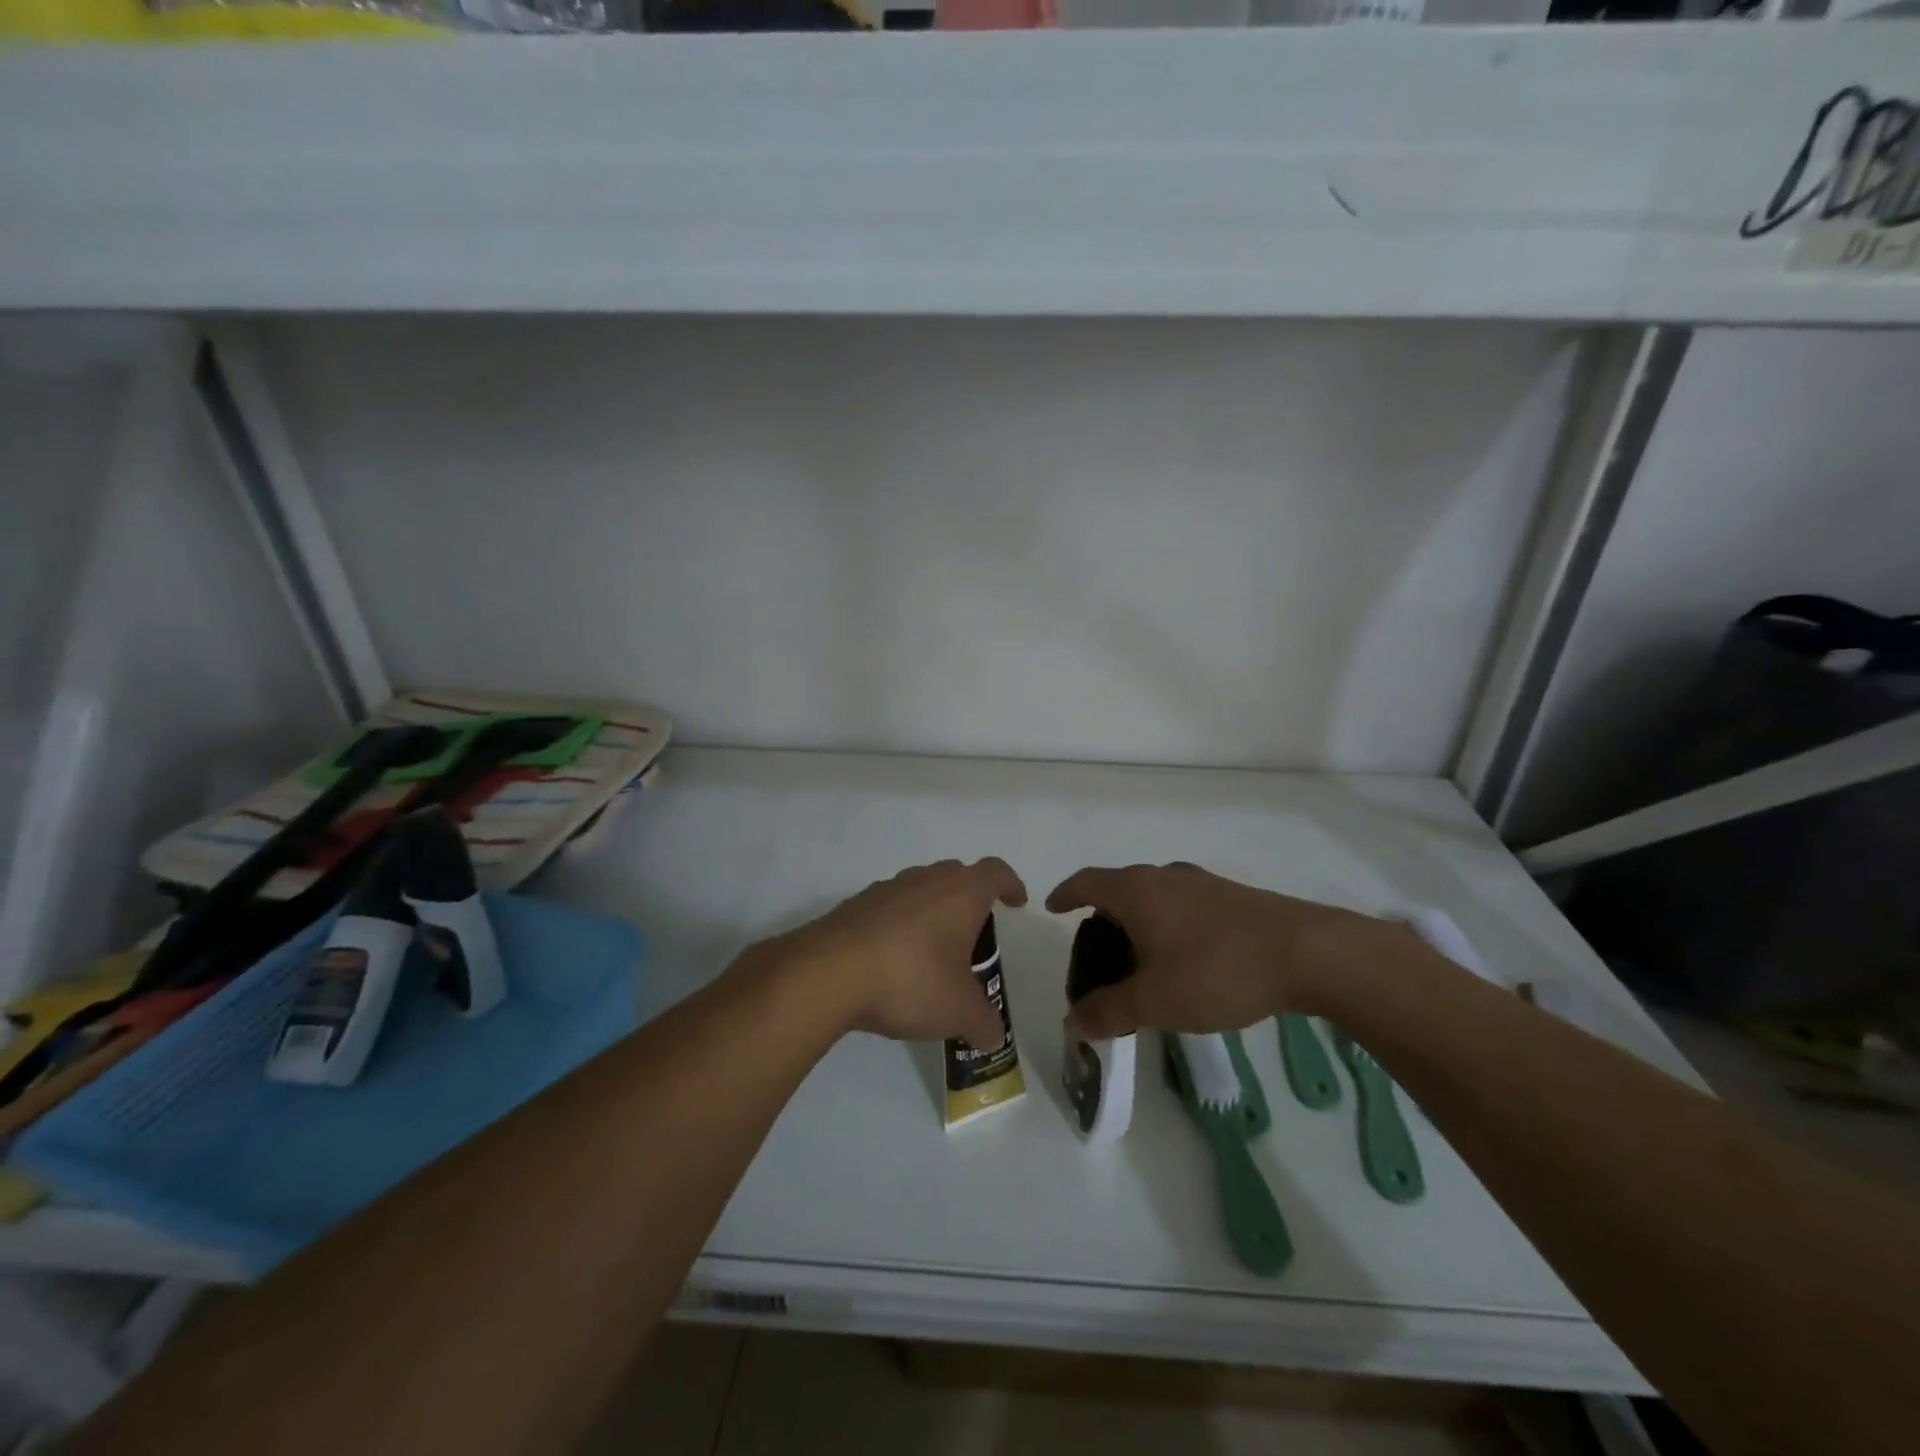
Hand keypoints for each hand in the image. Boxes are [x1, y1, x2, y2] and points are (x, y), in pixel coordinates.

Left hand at [765, 858, 1026, 1049]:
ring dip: (932, 912)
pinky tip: (893, 961)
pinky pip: (888, 908)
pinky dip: (898, 926)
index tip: (1016, 902)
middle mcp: (926, 880)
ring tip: (932, 952)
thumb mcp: (959, 1011)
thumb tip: (993, 1036)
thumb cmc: (911, 980)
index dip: (1010, 885)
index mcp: (961, 893)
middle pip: (957, 875)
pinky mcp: (855, 906)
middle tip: (974, 934)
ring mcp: (886, 889)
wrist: (828, 974)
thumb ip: (984, 1022)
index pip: (995, 872)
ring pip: (920, 889)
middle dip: (970, 899)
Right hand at [1047, 862, 1392, 1038]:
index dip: (1066, 894)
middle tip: (1096, 949)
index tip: (1052, 907)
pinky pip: (1184, 905)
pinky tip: (1185, 957)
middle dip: (1103, 913)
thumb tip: (1072, 1022)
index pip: (1087, 882)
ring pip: (1155, 895)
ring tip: (1139, 957)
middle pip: (1120, 887)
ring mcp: (1202, 884)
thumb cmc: (1217, 970)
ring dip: (1139, 919)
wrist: (1308, 953)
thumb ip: (1110, 1011)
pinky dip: (1169, 924)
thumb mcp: (1156, 1001)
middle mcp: (1165, 877)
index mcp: (1137, 891)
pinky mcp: (1233, 897)